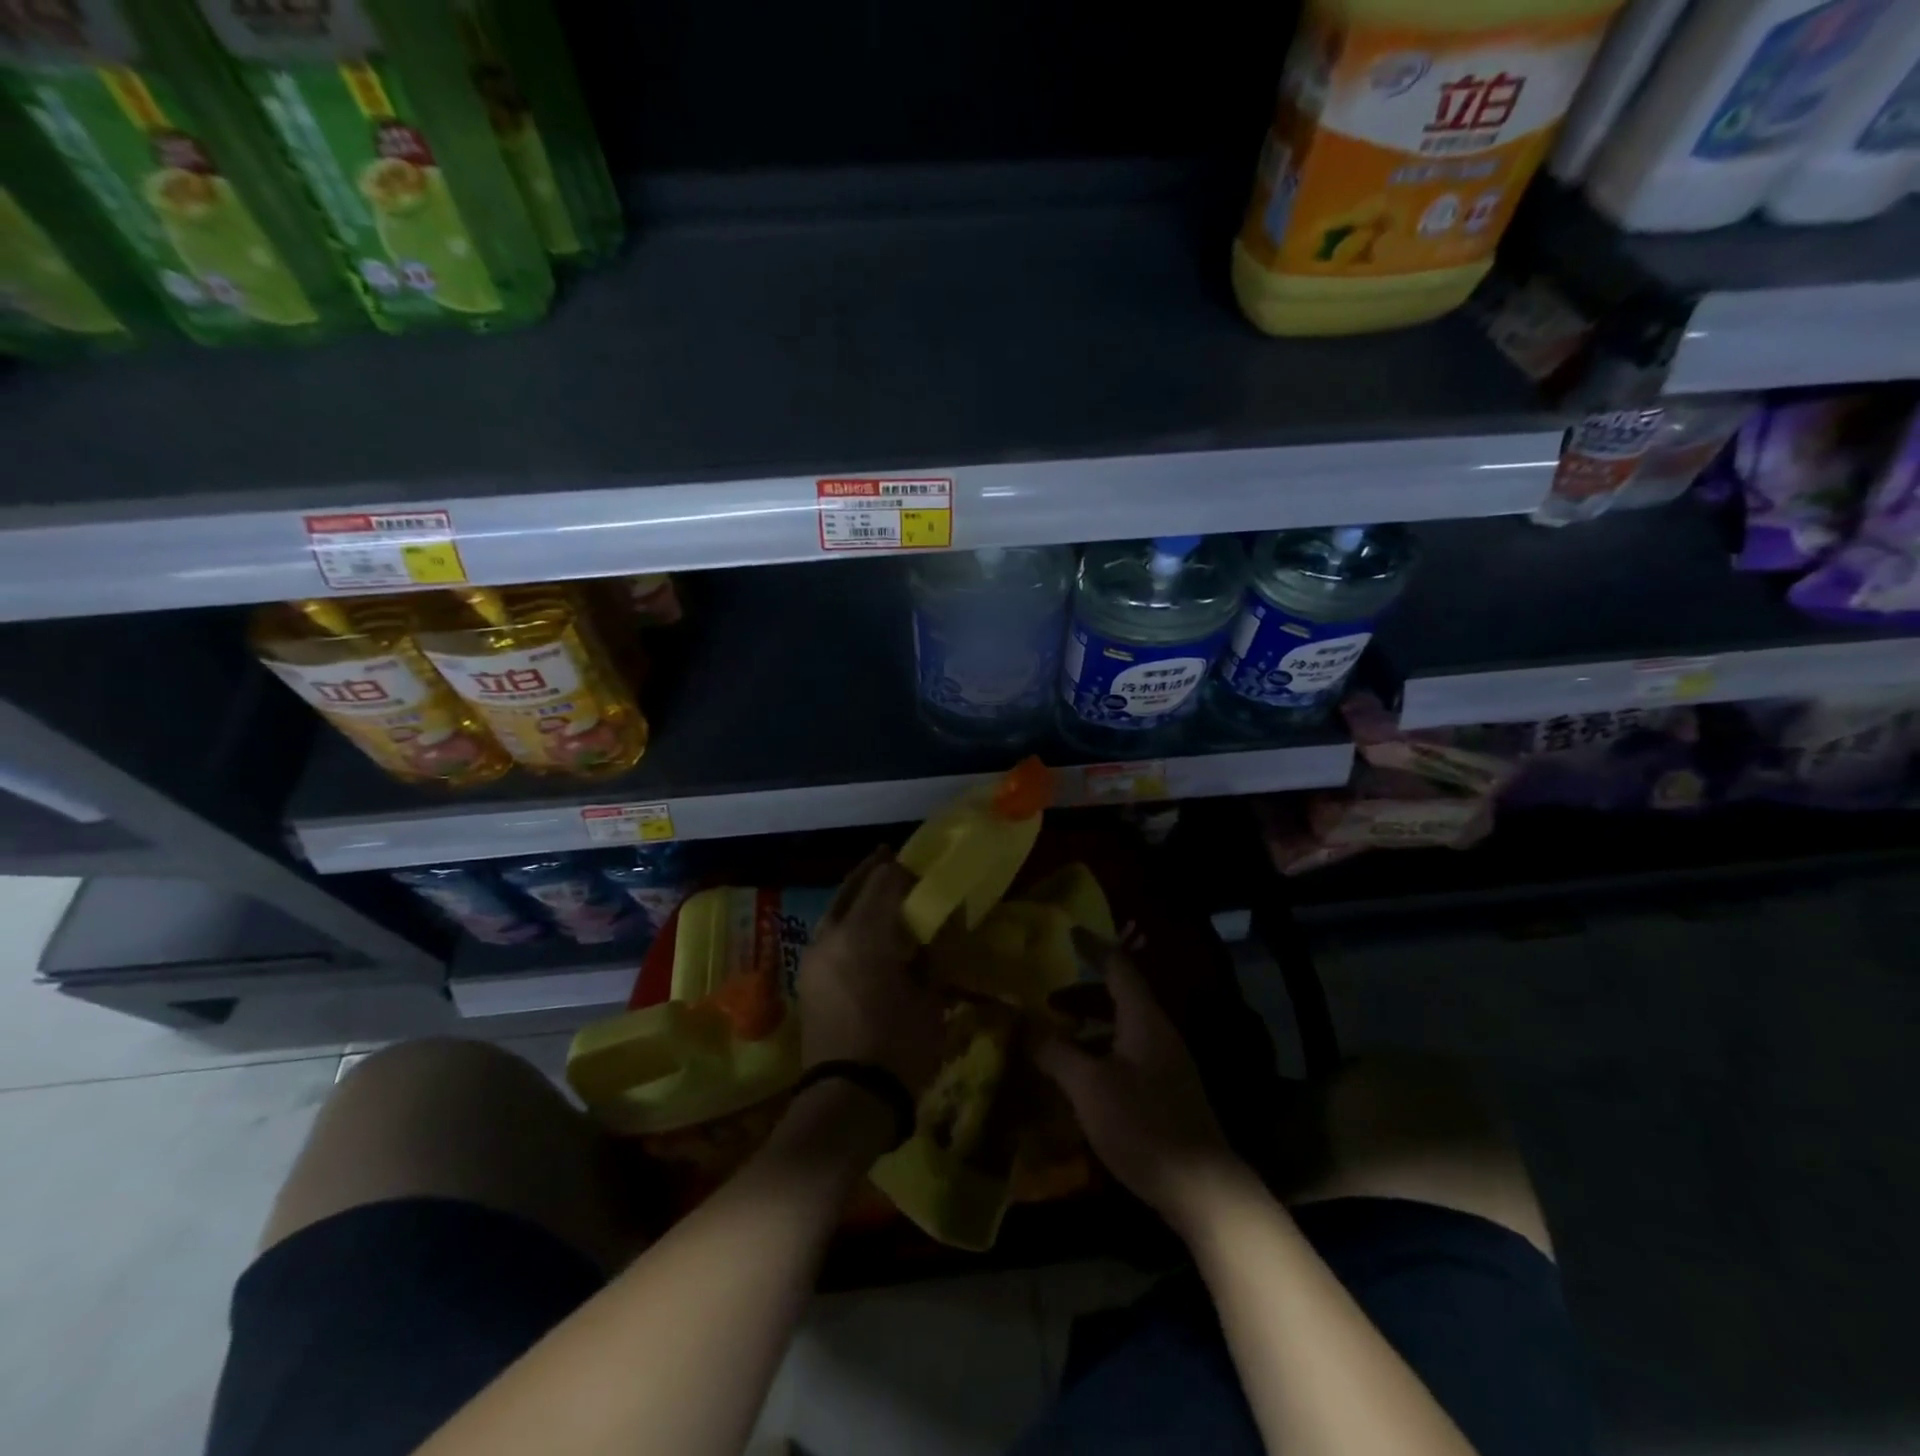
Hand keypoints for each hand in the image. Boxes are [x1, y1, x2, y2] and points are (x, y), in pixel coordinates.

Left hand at [796, 849, 944, 1098]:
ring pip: (835, 908)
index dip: (906, 871)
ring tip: (879, 892)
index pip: (885, 880)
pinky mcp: (807, 978)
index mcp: (864, 932)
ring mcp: (813, 956)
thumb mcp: (930, 1000)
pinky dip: (846, 920)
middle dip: (874, 871)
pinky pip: (828, 932)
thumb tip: (938, 933)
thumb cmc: (898, 1047)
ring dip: (856, 895)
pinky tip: (863, 930)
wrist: (845, 1101)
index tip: (925, 874)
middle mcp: (832, 934)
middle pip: (852, 886)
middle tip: (894, 859)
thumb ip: (933, 957)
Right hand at [1035, 930, 1246, 1236]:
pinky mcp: (1166, 1093)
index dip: (1093, 947)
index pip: (1117, 967)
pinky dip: (1100, 1053)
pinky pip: (1127, 1056)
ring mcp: (1166, 1064)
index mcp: (1143, 1019)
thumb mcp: (1089, 1087)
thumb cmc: (1143, 1125)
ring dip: (1089, 1027)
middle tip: (1046, 998)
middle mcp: (1158, 1033)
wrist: (1202, 1188)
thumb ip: (1057, 1053)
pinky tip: (1079, 1079)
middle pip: (1118, 998)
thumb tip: (1029, 1028)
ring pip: (1122, 1029)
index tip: (1070, 932)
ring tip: (1055, 1039)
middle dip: (1081, 994)